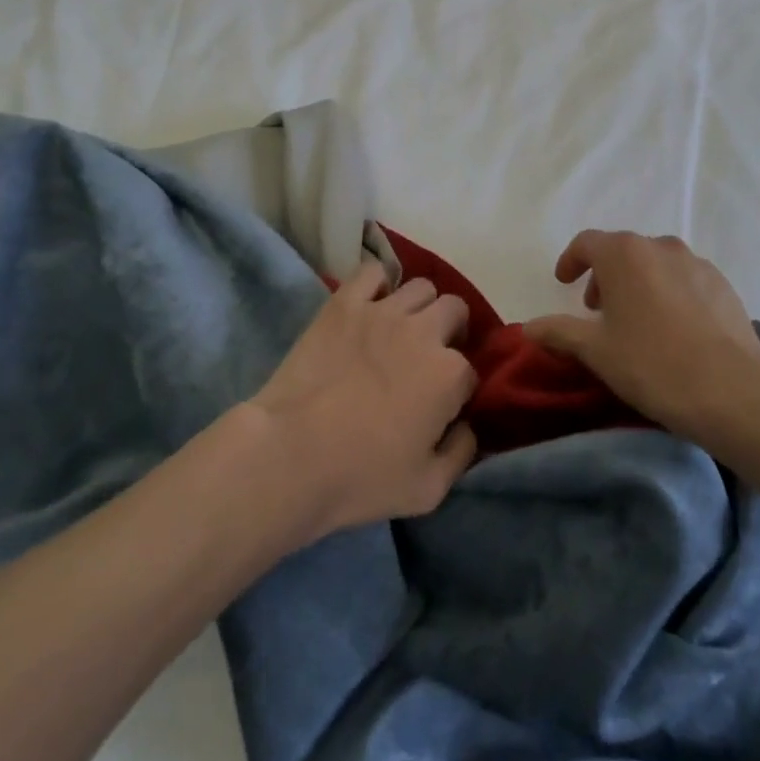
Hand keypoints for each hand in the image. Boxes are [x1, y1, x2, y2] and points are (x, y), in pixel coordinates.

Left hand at [247, 262, 478, 535]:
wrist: (289, 456)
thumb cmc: (360, 478)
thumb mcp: (428, 489)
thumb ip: (461, 453)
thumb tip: (468, 426)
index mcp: (450, 374)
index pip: (470, 370)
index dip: (459, 389)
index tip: (442, 406)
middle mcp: (424, 331)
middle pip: (454, 310)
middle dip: (450, 331)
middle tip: (428, 359)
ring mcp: (383, 311)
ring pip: (421, 287)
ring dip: (420, 308)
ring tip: (401, 331)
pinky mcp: (345, 302)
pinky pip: (373, 271)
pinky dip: (378, 284)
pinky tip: (371, 306)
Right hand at [524, 230, 759, 449]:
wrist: (731, 389)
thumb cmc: (651, 364)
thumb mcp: (596, 351)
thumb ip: (559, 332)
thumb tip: (528, 327)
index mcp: (624, 254)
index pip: (587, 243)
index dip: (571, 260)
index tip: (564, 282)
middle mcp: (660, 246)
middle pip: (623, 251)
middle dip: (605, 275)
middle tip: (598, 310)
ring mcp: (696, 263)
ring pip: (656, 263)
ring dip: (639, 282)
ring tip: (636, 320)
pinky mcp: (723, 284)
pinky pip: (685, 279)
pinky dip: (670, 293)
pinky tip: (674, 329)